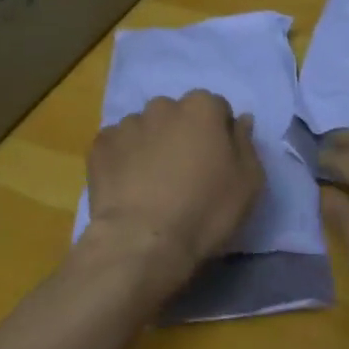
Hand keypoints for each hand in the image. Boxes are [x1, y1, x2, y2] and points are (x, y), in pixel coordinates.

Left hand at [80, 91, 263, 300]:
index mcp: (202, 107)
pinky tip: (128, 188)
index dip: (219, 134)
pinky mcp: (100, 146)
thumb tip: (241, 120)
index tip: (217, 162)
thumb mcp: (248, 182)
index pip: (216, 109)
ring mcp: (127, 124)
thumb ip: (246, 143)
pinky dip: (123, 160)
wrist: (143, 242)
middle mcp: (163, 106)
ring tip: (152, 184)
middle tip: (185, 173)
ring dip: (151, 146)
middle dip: (182, 135)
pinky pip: (117, 146)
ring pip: (146, 129)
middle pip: (178, 115)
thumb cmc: (205, 210)